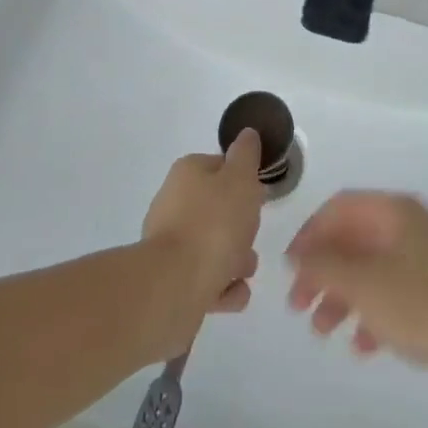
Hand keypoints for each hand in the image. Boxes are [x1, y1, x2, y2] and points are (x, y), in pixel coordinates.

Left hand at [142, 129, 266, 339]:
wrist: (175, 285)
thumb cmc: (214, 224)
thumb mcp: (240, 179)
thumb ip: (246, 155)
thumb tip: (247, 134)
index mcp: (187, 173)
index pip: (220, 167)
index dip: (243, 180)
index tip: (258, 197)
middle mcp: (173, 203)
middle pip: (217, 209)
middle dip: (241, 226)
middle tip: (253, 238)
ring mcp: (169, 243)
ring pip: (212, 245)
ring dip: (235, 259)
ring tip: (244, 272)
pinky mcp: (170, 279)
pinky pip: (205, 278)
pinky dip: (222, 286)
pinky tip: (234, 293)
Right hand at [286, 192, 427, 399]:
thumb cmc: (420, 305)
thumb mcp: (362, 283)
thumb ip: (324, 264)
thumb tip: (299, 252)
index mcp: (396, 210)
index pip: (341, 207)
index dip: (310, 233)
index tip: (289, 268)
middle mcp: (412, 227)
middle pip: (355, 239)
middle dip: (323, 270)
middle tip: (298, 306)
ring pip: (372, 270)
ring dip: (343, 297)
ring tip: (323, 331)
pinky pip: (395, 296)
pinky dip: (373, 315)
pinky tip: (363, 347)